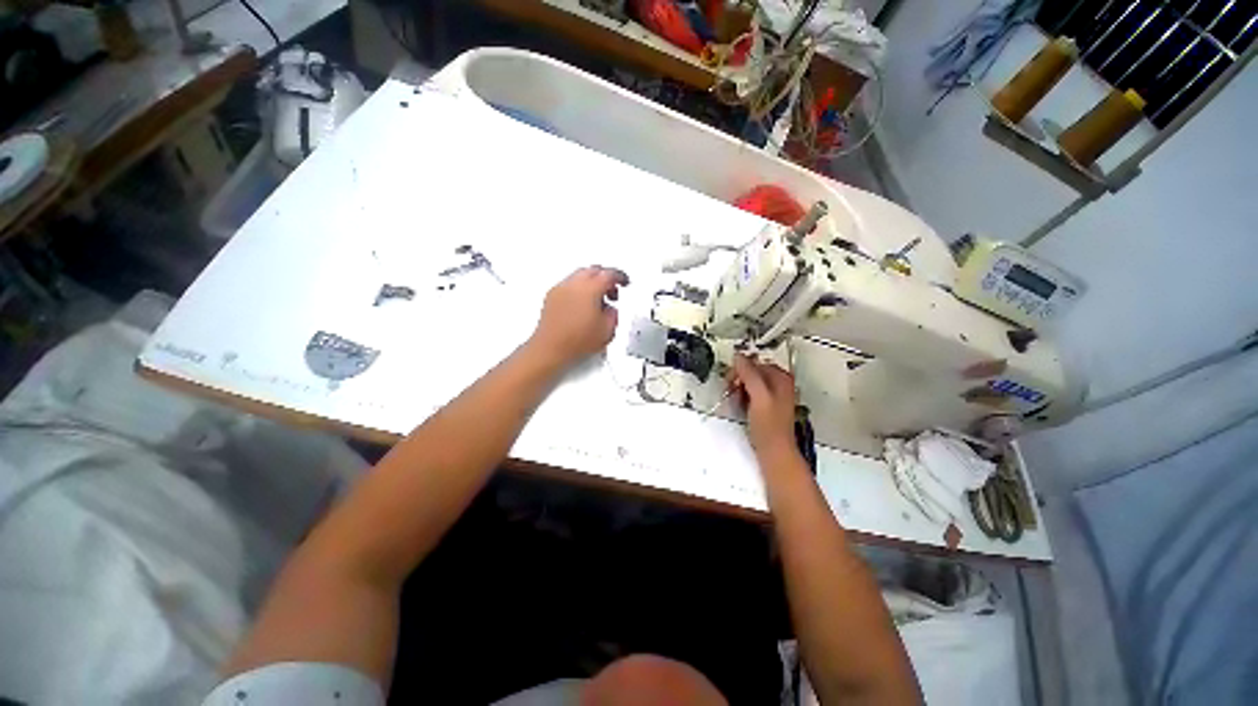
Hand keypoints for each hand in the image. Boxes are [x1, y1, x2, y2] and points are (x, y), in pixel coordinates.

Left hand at [529, 266, 629, 368]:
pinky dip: (578, 290)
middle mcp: (574, 284)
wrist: (551, 348)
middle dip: (605, 277)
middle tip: (612, 290)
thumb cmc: (575, 341)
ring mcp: (560, 289)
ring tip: (597, 301)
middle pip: (593, 270)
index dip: (620, 277)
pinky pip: (568, 285)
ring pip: (580, 276)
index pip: (609, 274)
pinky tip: (582, 306)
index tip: (624, 281)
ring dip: (591, 283)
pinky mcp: (551, 296)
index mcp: (590, 288)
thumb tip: (611, 310)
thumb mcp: (608, 330)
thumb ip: (614, 313)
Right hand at [731, 354, 797, 457]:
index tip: (730, 381)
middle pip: (752, 372)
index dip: (741, 370)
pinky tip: (740, 406)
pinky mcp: (766, 407)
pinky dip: (743, 397)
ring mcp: (773, 395)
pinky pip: (751, 394)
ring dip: (739, 388)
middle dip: (739, 379)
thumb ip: (749, 374)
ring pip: (750, 383)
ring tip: (735, 400)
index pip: (755, 363)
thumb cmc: (768, 424)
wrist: (774, 451)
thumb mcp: (758, 395)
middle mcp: (779, 383)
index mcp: (781, 377)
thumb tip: (737, 355)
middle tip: (730, 390)